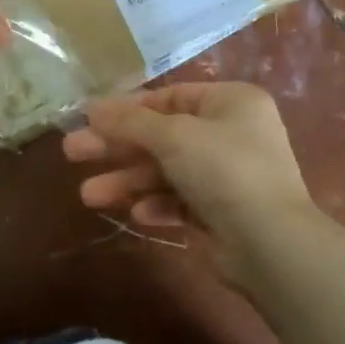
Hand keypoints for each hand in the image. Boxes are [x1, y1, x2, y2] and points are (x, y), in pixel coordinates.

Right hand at [62, 83, 321, 274]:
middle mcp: (232, 133)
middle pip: (161, 135)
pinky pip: (181, 201)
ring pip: (166, 171)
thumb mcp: (172, 136)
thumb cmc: (224, 170)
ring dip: (129, 182)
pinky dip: (158, 205)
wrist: (272, 245)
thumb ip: (129, 121)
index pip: (168, 98)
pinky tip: (139, 215)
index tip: (88, 119)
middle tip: (72, 153)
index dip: (126, 109)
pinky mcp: (223, 213)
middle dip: (117, 147)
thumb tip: (90, 106)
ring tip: (89, 196)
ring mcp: (229, 175)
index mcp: (230, 102)